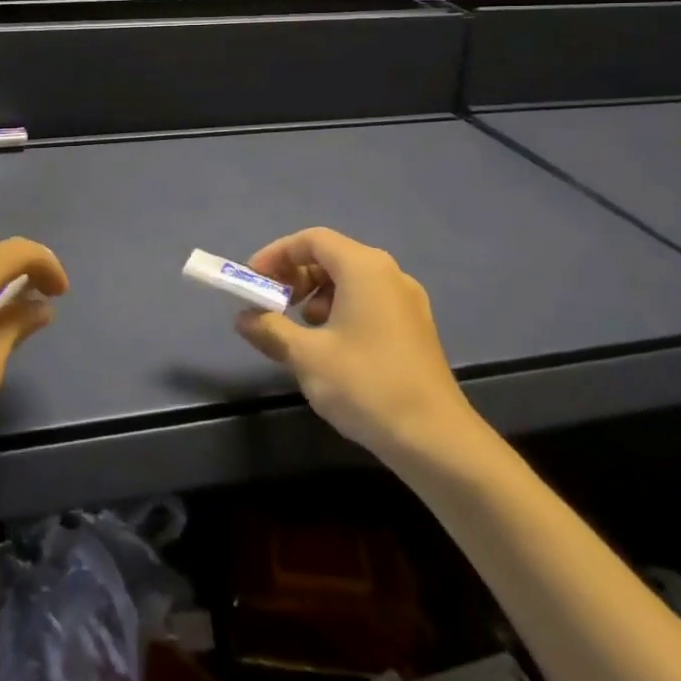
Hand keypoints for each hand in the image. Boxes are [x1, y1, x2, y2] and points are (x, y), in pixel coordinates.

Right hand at [233, 227, 475, 466]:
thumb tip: (243, 318)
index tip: (253, 280)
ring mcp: (406, 301)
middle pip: (331, 256)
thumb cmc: (367, 386)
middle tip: (271, 304)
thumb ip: (270, 329)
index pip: (312, 240)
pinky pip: (368, 301)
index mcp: (364, 268)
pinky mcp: (414, 327)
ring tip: (299, 329)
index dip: (277, 254)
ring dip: (315, 294)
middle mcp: (388, 273)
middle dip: (295, 275)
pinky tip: (330, 347)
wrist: (437, 441)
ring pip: (350, 280)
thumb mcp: (307, 357)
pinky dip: (340, 310)